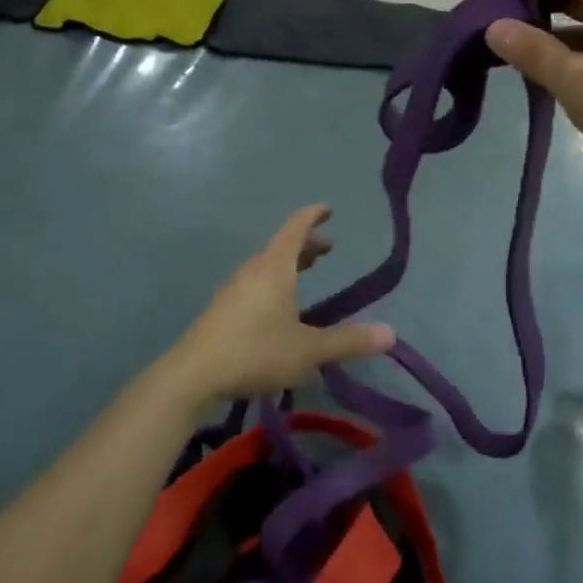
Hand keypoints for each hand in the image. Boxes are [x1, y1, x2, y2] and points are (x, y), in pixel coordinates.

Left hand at [169, 205, 393, 399]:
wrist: (193, 374)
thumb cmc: (255, 351)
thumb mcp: (309, 350)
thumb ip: (349, 341)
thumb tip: (390, 334)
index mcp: (274, 267)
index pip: (296, 227)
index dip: (314, 215)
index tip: (329, 208)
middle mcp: (253, 270)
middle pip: (282, 245)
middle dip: (307, 243)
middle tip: (329, 249)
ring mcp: (234, 288)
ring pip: (267, 264)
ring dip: (290, 263)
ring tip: (307, 273)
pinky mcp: (223, 308)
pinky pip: (256, 281)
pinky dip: (275, 280)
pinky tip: (280, 307)